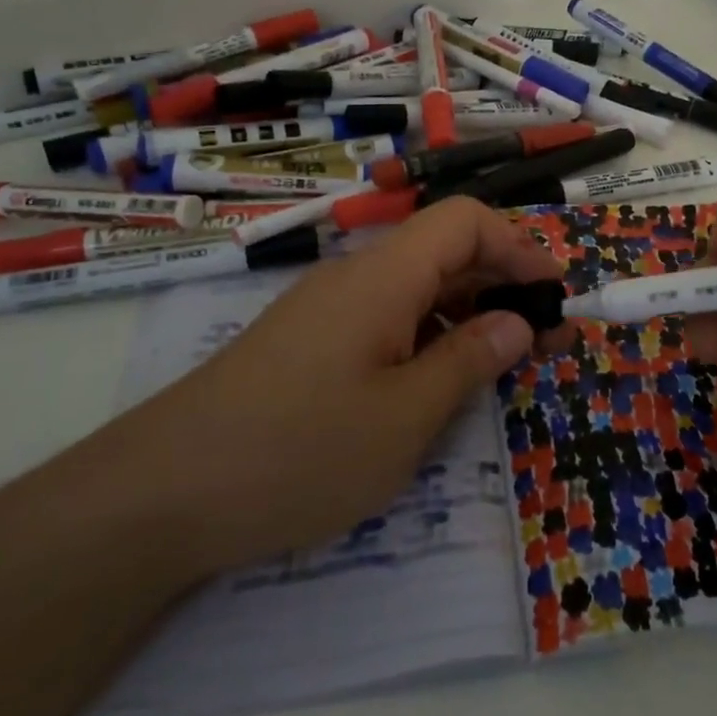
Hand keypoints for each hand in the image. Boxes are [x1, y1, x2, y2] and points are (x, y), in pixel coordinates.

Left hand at [115, 197, 568, 576]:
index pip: (464, 221)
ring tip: (506, 364)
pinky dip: (427, 340)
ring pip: (415, 291)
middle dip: (503, 286)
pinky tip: (437, 384)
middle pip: (443, 253)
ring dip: (467, 316)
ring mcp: (326, 311)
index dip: (519, 247)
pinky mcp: (307, 344)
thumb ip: (468, 362)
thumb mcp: (403, 417)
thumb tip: (516, 322)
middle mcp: (355, 278)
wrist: (161, 494)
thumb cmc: (298, 451)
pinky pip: (384, 322)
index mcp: (383, 277)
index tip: (556, 293)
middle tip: (549, 339)